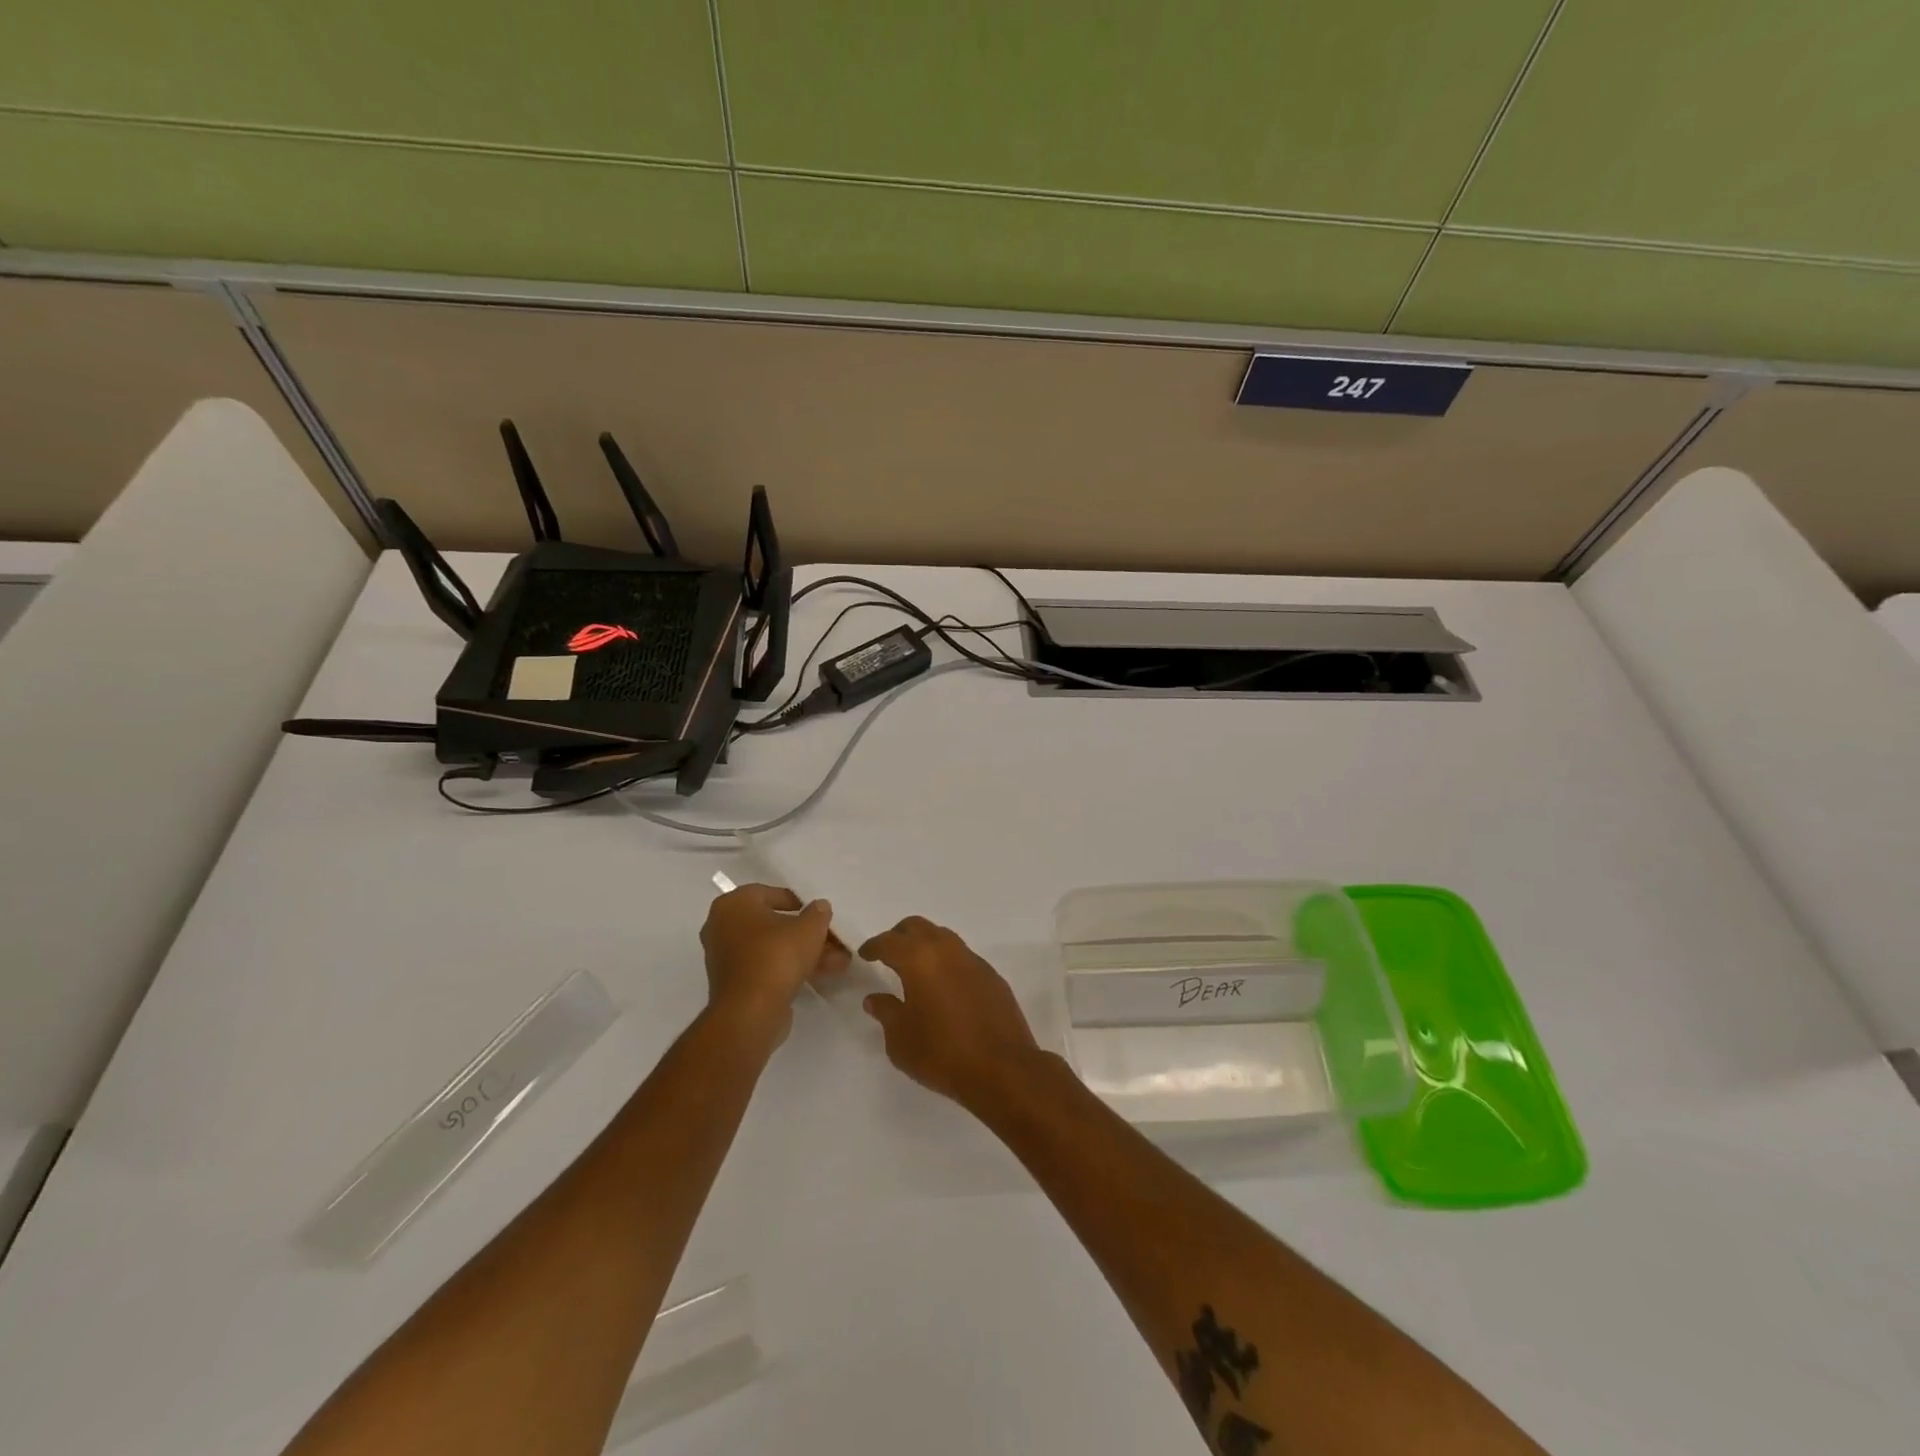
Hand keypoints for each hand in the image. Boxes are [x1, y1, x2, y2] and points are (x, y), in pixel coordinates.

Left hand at [701, 884, 847, 1037]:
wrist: (750, 1013)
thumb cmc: (776, 956)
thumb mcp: (809, 927)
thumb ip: (818, 913)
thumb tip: (820, 907)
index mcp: (733, 905)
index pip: (769, 893)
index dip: (798, 902)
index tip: (817, 914)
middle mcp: (722, 927)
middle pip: (773, 924)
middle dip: (806, 933)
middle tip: (832, 939)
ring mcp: (726, 958)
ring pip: (773, 948)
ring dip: (805, 952)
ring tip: (838, 961)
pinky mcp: (734, 984)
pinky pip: (766, 967)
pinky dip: (791, 968)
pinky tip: (821, 975)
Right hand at [858, 917, 1041, 1108]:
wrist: (1002, 1068)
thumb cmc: (942, 1054)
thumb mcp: (901, 1040)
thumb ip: (886, 1013)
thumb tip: (875, 999)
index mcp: (919, 960)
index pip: (889, 942)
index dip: (874, 946)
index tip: (865, 954)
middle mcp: (946, 950)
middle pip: (918, 927)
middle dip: (899, 935)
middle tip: (888, 953)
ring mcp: (973, 960)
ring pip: (943, 937)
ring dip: (926, 944)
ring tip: (916, 967)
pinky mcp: (992, 975)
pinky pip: (963, 957)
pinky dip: (947, 961)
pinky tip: (944, 985)